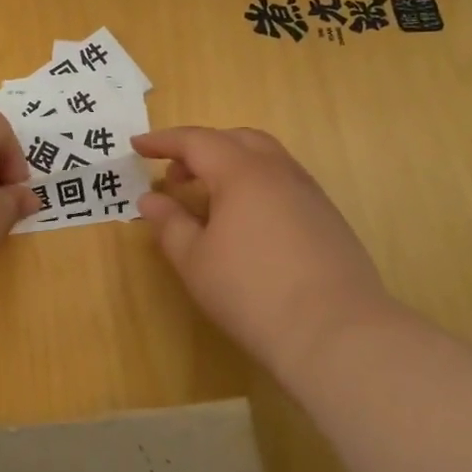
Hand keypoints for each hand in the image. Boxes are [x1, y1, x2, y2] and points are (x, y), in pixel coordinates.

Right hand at [133, 126, 401, 384]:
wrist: (335, 332)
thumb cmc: (251, 292)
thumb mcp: (194, 261)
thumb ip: (169, 224)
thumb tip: (151, 200)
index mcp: (241, 173)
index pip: (196, 141)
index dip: (163, 141)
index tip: (136, 146)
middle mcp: (279, 171)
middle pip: (235, 139)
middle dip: (200, 148)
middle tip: (174, 175)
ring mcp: (309, 192)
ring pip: (265, 157)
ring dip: (230, 164)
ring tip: (207, 197)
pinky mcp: (327, 217)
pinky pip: (283, 181)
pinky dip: (254, 183)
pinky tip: (245, 220)